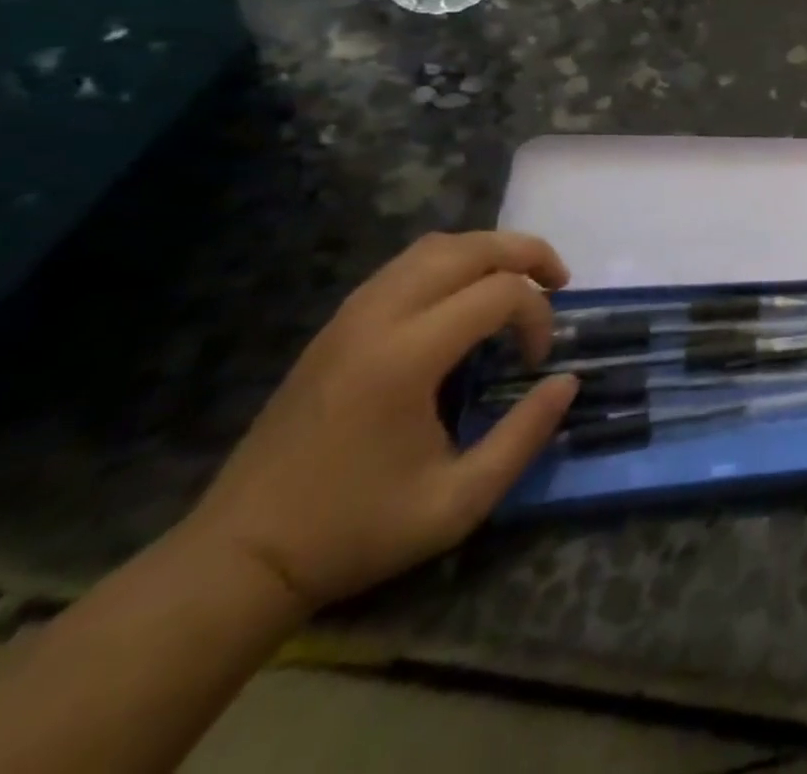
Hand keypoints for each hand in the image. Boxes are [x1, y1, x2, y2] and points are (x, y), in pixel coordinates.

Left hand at [182, 231, 579, 613]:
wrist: (239, 559)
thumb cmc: (354, 531)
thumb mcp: (458, 502)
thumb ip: (524, 436)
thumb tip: (567, 381)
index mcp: (405, 358)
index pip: (498, 293)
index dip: (538, 316)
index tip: (539, 361)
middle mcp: (377, 319)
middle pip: (469, 248)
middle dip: (525, 253)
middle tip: (558, 282)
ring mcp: (349, 317)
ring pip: (434, 247)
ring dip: (488, 252)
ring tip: (519, 281)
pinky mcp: (335, 327)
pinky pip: (405, 266)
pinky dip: (451, 263)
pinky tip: (466, 298)